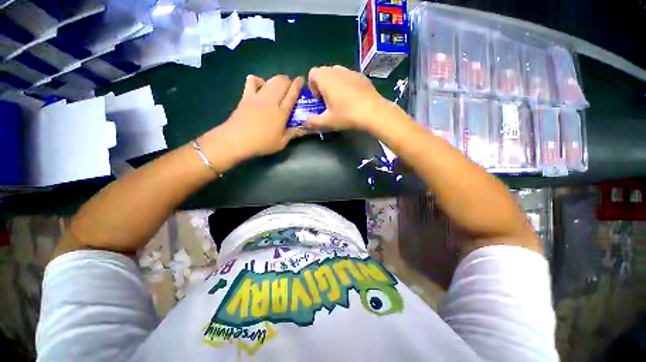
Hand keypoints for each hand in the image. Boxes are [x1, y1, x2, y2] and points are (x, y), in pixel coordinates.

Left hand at [200, 75, 305, 162]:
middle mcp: (271, 101)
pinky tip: (261, 87)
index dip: (298, 85)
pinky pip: (252, 80)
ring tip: (279, 86)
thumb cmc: (261, 143)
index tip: (301, 79)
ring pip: (270, 80)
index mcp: (281, 113)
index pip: (292, 94)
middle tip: (290, 86)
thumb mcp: (281, 143)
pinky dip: (258, 80)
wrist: (236, 140)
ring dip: (277, 79)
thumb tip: (306, 129)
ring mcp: (257, 96)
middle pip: (281, 82)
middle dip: (288, 81)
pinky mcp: (246, 96)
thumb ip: (293, 134)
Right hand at [306, 65, 389, 130]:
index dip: (312, 86)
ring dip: (334, 85)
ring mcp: (351, 71)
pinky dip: (346, 84)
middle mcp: (337, 70)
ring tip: (340, 100)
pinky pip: (348, 77)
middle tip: (328, 102)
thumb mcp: (327, 122)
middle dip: (323, 86)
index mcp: (326, 78)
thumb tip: (304, 123)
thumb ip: (313, 122)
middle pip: (324, 73)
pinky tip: (353, 99)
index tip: (319, 100)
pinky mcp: (361, 76)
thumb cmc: (347, 115)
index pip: (312, 73)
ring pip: (337, 74)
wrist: (373, 112)